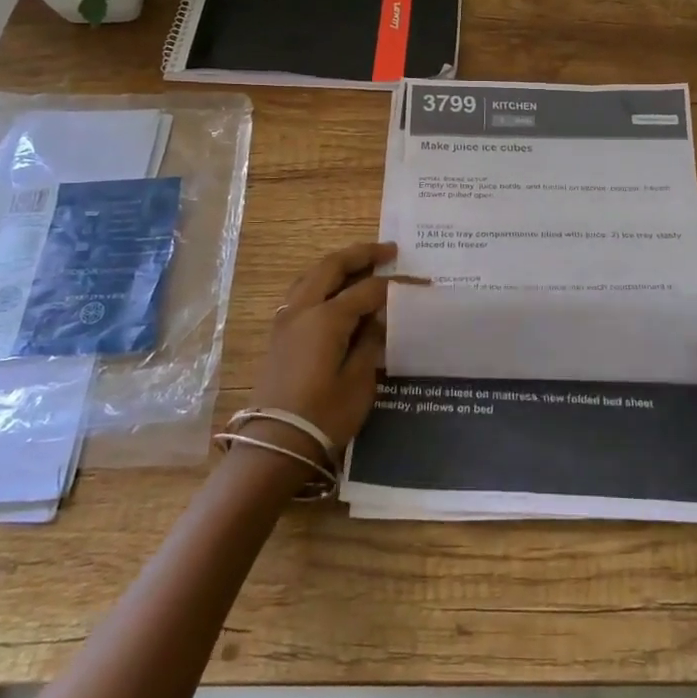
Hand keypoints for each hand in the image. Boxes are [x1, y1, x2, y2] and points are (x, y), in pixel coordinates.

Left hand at [246, 242, 395, 463]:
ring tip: (362, 264)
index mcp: (326, 317)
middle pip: (332, 266)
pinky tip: (336, 292)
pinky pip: (302, 293)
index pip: (369, 289)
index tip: (423, 281)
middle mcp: (303, 309)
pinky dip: (322, 282)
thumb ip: (370, 342)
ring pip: (312, 276)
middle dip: (361, 254)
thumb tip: (377, 319)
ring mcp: (286, 321)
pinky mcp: (279, 336)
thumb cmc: (323, 416)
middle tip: (389, 251)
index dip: (398, 284)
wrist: (273, 447)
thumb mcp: (360, 381)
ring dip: (338, 264)